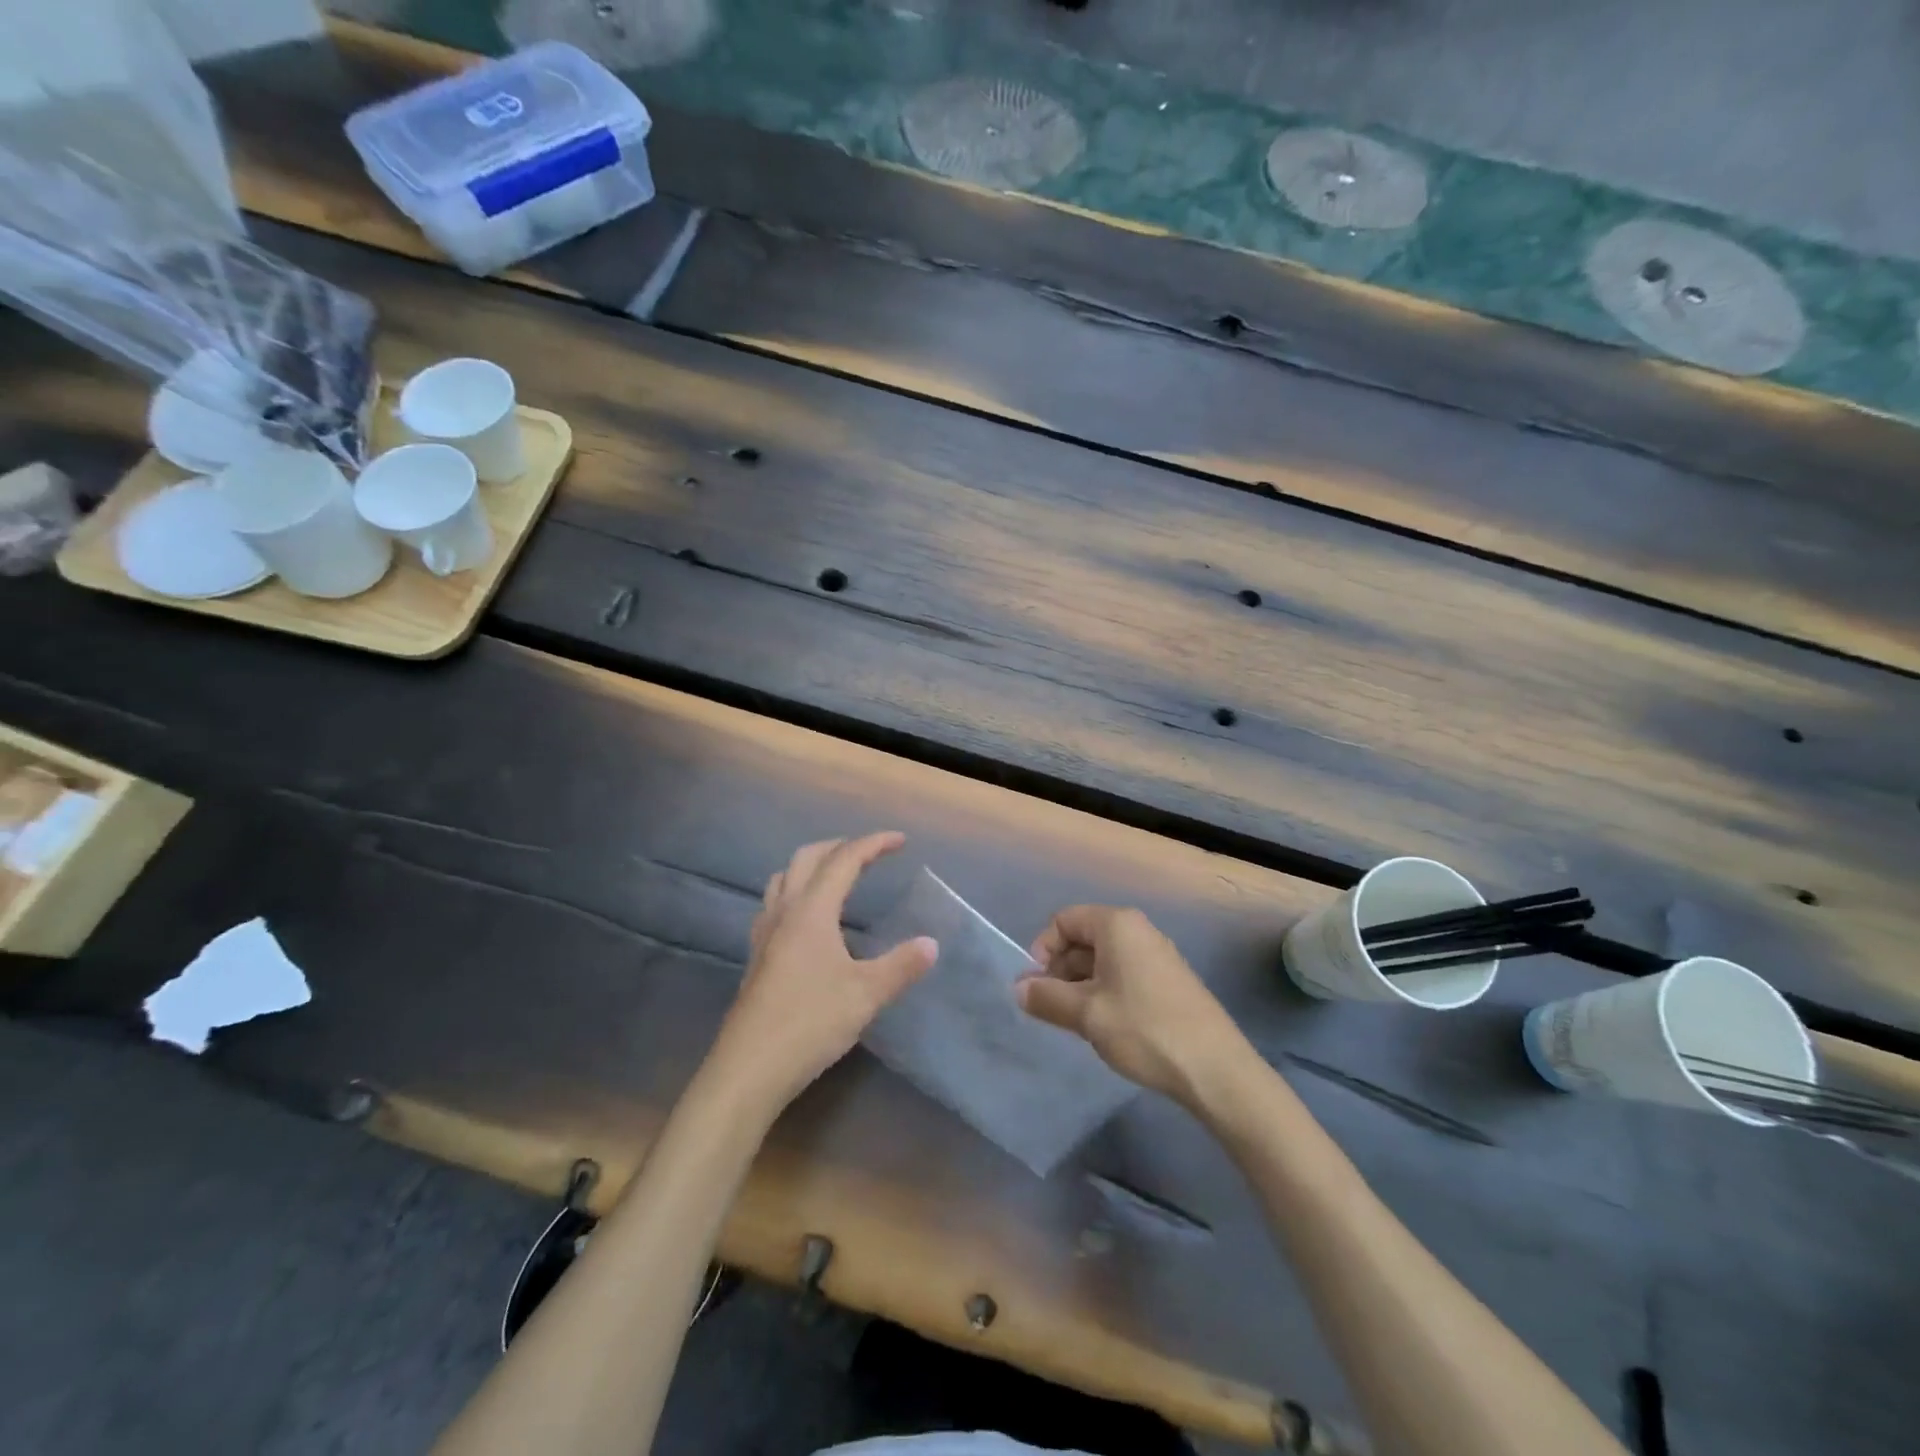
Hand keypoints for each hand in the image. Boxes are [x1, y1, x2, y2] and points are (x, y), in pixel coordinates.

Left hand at [708, 832, 936, 1113]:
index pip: (844, 860)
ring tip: (837, 878)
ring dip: (812, 866)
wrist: (749, 1068)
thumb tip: (931, 944)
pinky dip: (796, 893)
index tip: (900, 841)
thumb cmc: (810, 1023)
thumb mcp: (866, 995)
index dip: (873, 844)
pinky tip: (807, 920)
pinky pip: (774, 904)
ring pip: (784, 878)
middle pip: (808, 858)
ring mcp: (765, 934)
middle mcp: (784, 912)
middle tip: (869, 854)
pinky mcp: (757, 956)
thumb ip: (901, 966)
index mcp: (812, 911)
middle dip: (840, 847)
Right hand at [1018, 906, 1250, 1109]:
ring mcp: (1157, 955)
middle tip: (1052, 1008)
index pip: (1064, 920)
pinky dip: (1105, 992)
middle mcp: (1138, 930)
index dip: (1043, 949)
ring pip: (1103, 959)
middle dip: (1060, 969)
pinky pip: (1124, 974)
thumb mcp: (1086, 1014)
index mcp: (1117, 924)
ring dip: (1080, 985)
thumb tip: (1018, 987)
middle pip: (1083, 938)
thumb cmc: (1144, 1029)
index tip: (1038, 986)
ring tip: (1076, 1022)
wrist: (1215, 1069)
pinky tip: (1105, 1026)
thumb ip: (1046, 997)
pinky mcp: (1169, 980)